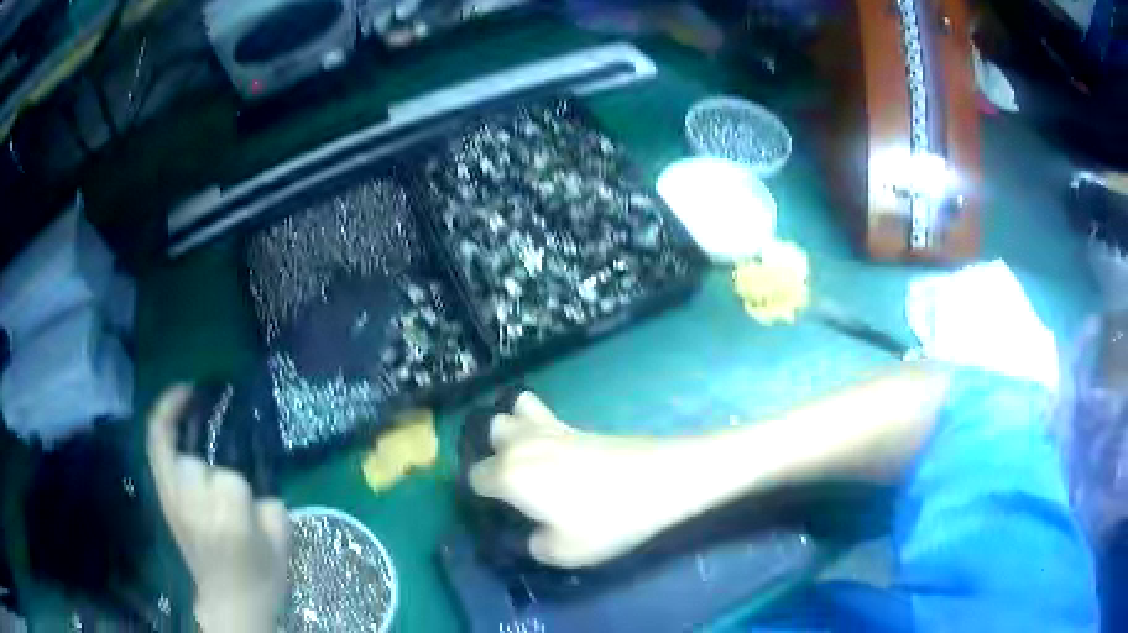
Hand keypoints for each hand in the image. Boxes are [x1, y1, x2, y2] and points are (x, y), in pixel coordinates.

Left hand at [147, 386, 289, 632]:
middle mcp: (192, 507)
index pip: (230, 480)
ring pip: (172, 450)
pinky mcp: (164, 498)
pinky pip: (156, 448)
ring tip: (196, 401)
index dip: (244, 485)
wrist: (230, 605)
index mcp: (227, 523)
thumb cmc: (261, 579)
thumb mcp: (280, 542)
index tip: (252, 497)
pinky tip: (177, 400)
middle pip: (197, 462)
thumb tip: (255, 468)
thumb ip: (270, 499)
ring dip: (185, 429)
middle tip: (228, 458)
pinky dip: (162, 421)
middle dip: (215, 463)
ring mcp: (172, 501)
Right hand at [468, 393, 675, 568]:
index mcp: (509, 475)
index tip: (498, 512)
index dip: (480, 495)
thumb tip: (534, 535)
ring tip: (527, 456)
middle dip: (493, 454)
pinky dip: (536, 422)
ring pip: (512, 412)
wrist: (660, 480)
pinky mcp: (577, 425)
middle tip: (513, 484)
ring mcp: (550, 428)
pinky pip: (542, 412)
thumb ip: (535, 546)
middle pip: (490, 433)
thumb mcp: (564, 552)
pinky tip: (552, 447)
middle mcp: (521, 444)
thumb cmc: (608, 519)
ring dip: (512, 430)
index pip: (475, 477)